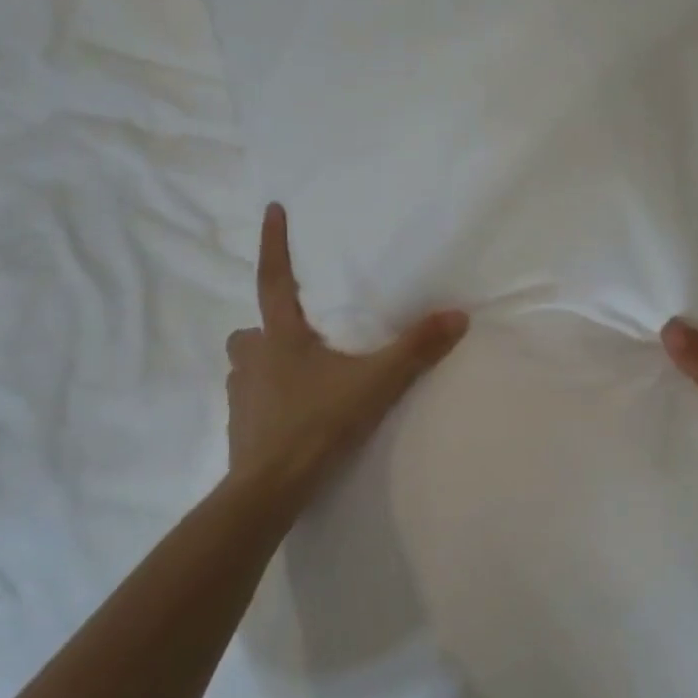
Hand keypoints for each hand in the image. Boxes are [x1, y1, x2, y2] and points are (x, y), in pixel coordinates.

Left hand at [225, 204, 468, 493]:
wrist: (270, 488)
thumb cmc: (317, 424)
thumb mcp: (374, 384)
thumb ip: (415, 350)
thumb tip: (458, 315)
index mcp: (280, 338)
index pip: (274, 279)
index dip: (274, 243)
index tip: (271, 209)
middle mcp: (253, 358)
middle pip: (252, 329)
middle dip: (269, 326)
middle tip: (296, 332)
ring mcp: (240, 394)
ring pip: (247, 365)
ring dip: (267, 363)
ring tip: (299, 377)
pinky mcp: (239, 427)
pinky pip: (251, 400)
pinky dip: (267, 399)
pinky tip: (291, 415)